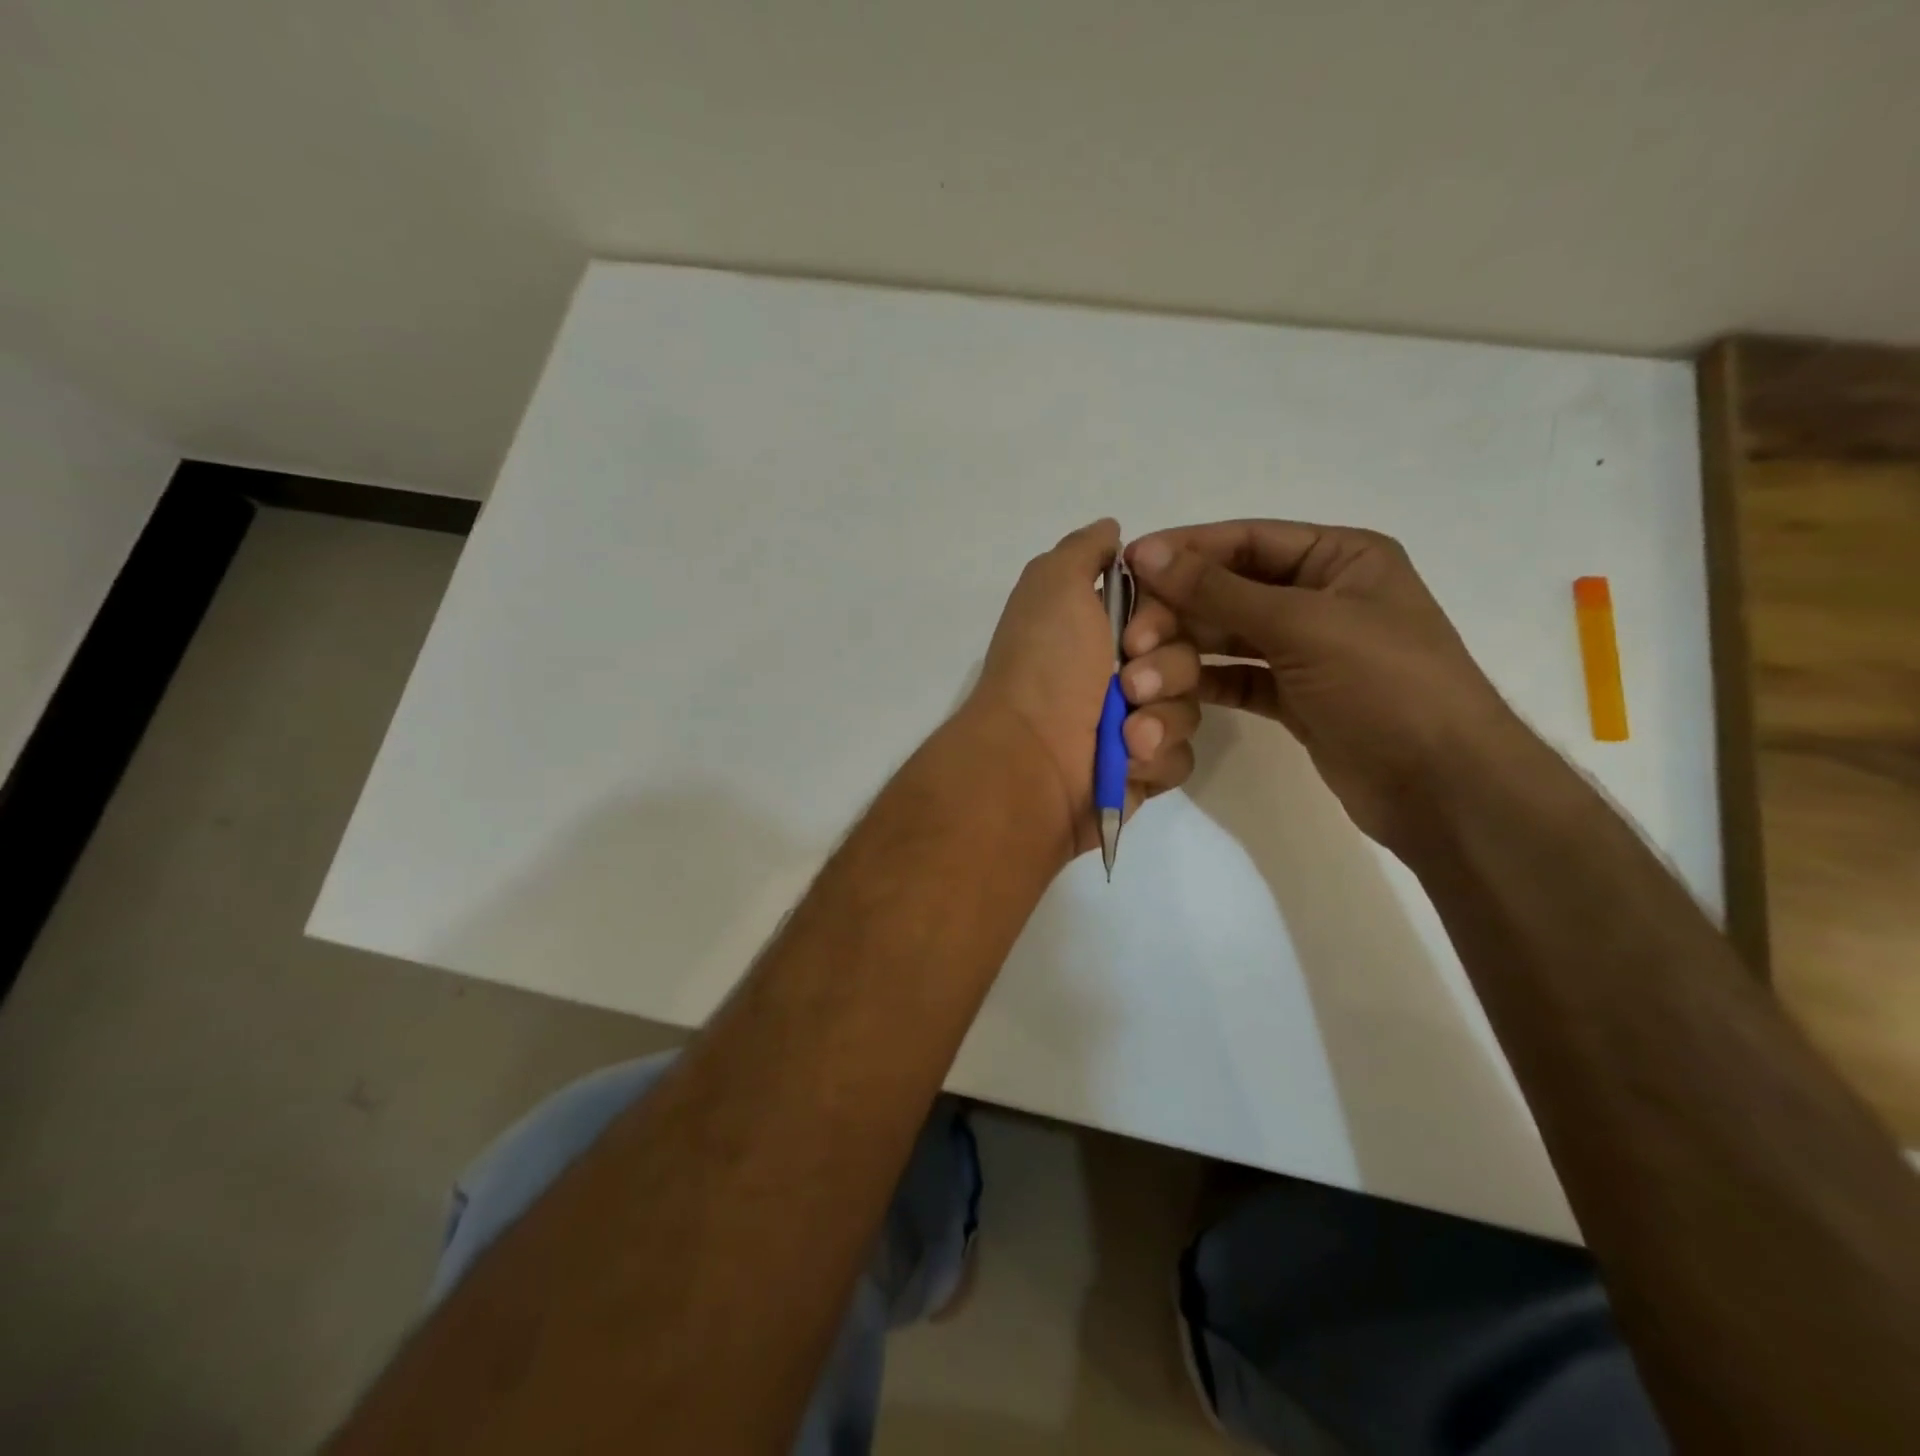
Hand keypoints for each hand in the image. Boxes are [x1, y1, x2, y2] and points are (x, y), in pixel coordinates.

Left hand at [969, 519, 1202, 858]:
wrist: (1030, 761)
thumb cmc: (1045, 669)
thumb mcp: (1054, 585)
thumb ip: (1083, 551)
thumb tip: (1111, 529)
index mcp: (1097, 633)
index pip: (1168, 614)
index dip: (1163, 621)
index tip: (1137, 637)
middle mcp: (1116, 676)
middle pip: (1187, 660)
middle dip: (1167, 671)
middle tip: (1130, 686)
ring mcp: (1130, 727)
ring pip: (1190, 709)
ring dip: (1162, 719)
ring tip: (1126, 736)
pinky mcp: (1140, 772)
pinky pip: (1181, 757)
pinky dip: (1156, 759)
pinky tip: (1127, 763)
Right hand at [1126, 520, 1526, 852]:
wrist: (1442, 787)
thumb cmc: (1385, 684)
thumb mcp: (1302, 625)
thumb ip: (1218, 590)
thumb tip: (1146, 552)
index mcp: (1339, 558)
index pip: (1245, 541)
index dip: (1184, 552)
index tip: (1127, 568)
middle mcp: (1320, 596)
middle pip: (1228, 592)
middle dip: (1178, 616)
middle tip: (1132, 644)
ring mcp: (1306, 650)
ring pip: (1227, 639)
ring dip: (1182, 656)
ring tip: (1142, 682)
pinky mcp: (1294, 697)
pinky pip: (1236, 678)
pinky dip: (1203, 684)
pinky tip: (1166, 696)